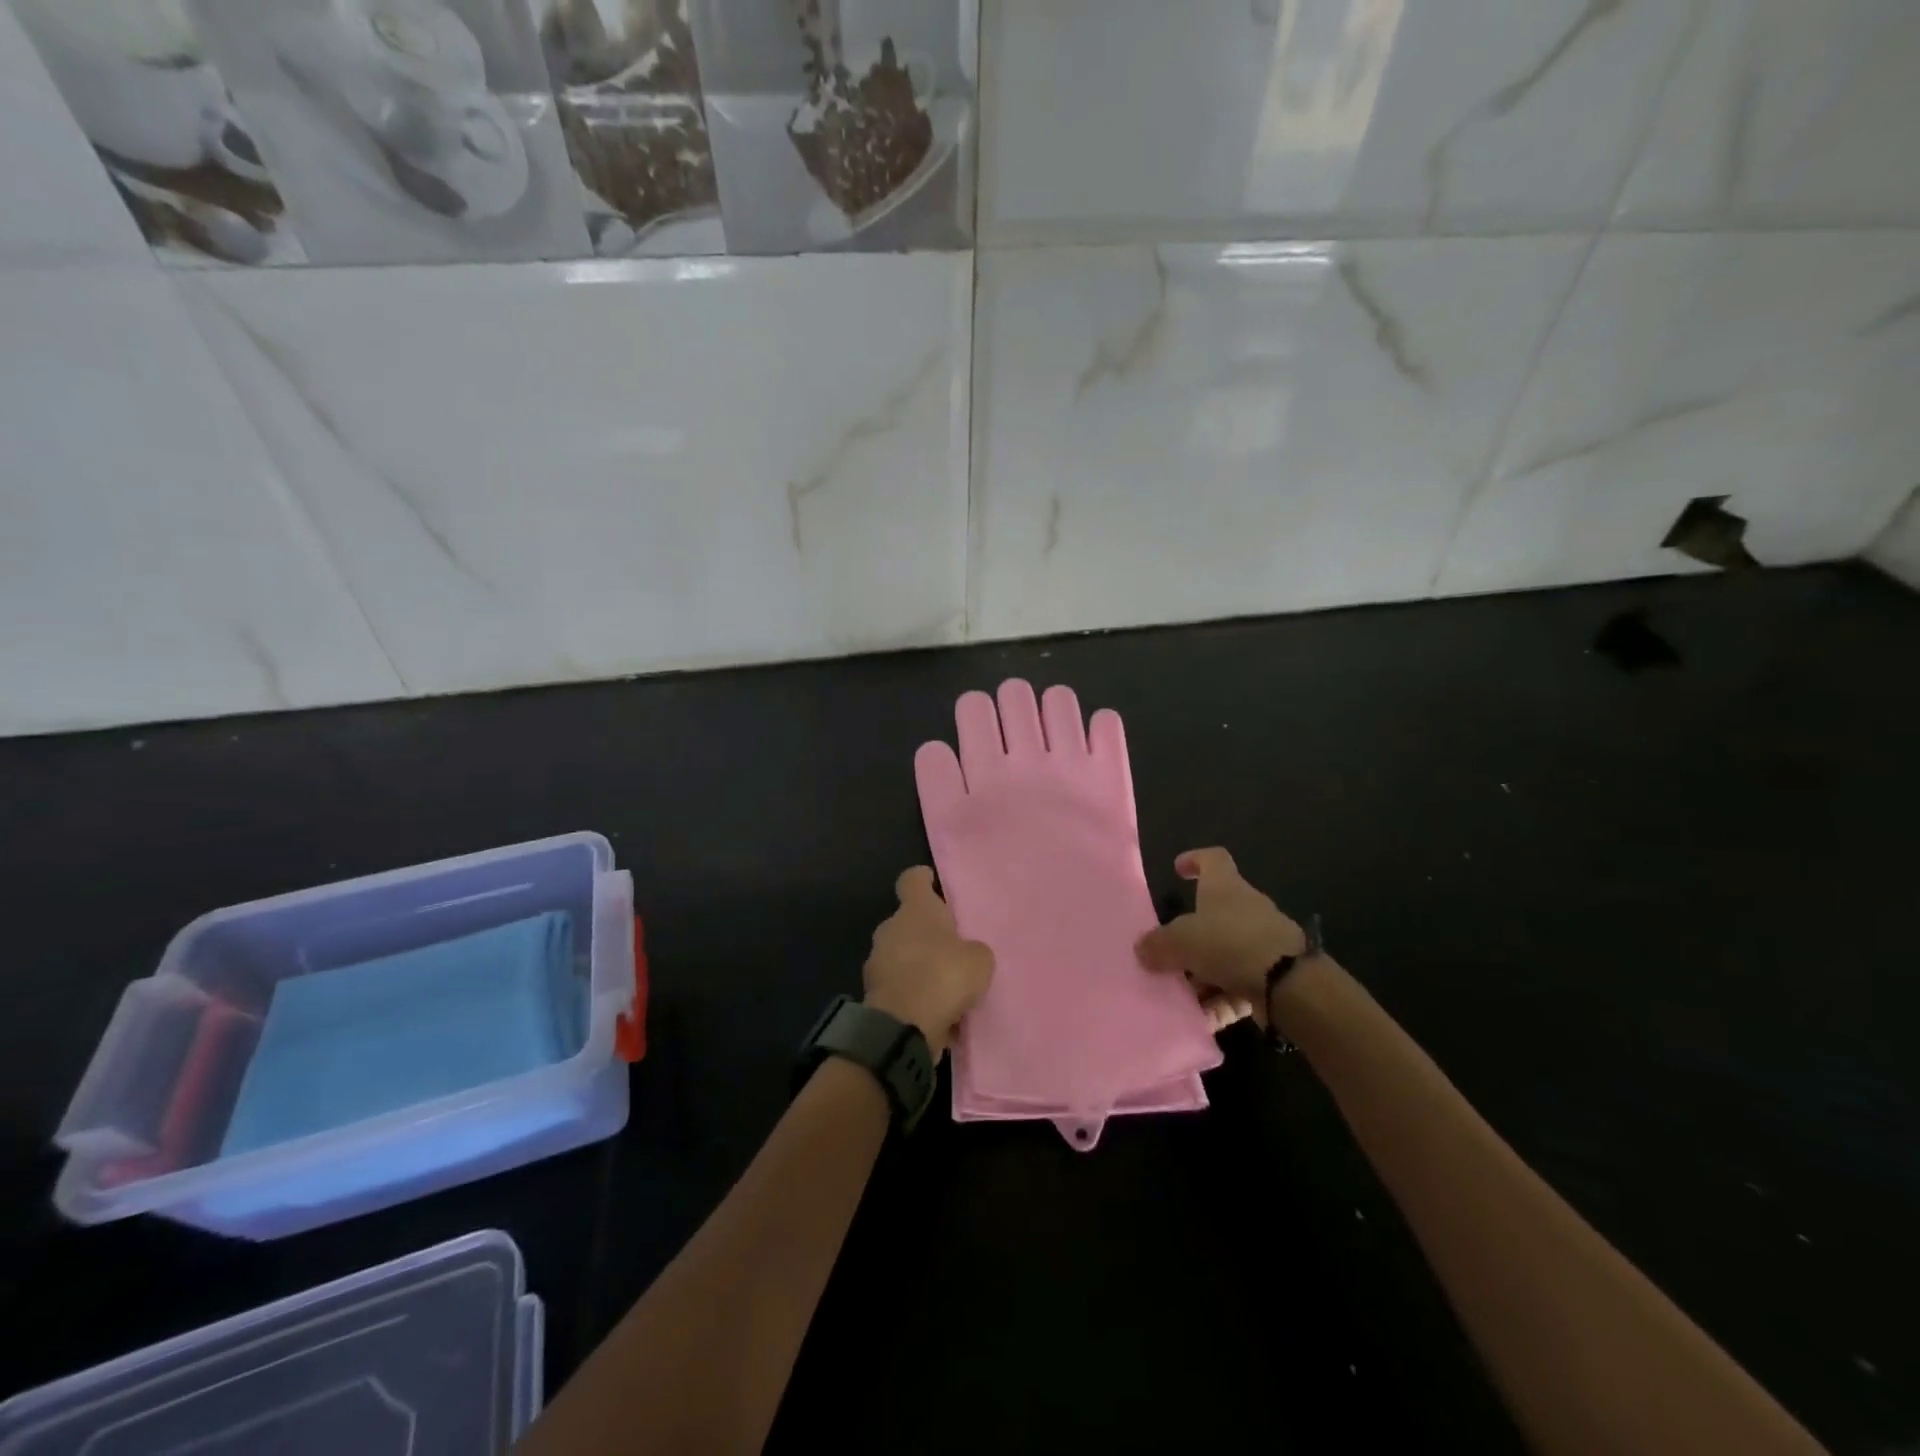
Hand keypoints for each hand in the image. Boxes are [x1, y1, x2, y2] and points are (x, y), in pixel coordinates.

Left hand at [864, 867, 994, 1059]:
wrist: (903, 1027)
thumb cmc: (943, 976)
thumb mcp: (979, 960)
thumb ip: (973, 950)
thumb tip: (965, 955)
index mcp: (914, 910)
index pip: (912, 880)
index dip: (923, 879)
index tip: (932, 882)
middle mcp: (890, 929)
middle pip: (908, 922)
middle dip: (926, 933)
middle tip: (952, 948)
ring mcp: (877, 962)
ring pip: (902, 957)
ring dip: (920, 967)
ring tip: (947, 988)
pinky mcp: (874, 995)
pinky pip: (900, 988)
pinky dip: (914, 996)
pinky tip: (937, 1014)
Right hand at [1135, 847, 1303, 1028]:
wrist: (1289, 984)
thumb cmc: (1229, 943)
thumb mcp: (1181, 940)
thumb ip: (1158, 944)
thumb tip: (1142, 949)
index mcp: (1225, 887)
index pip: (1213, 859)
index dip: (1195, 860)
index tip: (1178, 869)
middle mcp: (1245, 909)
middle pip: (1213, 915)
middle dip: (1190, 937)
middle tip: (1166, 955)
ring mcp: (1262, 943)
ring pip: (1224, 955)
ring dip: (1202, 976)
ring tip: (1180, 997)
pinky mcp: (1272, 975)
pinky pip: (1238, 986)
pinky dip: (1221, 1001)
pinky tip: (1203, 1020)